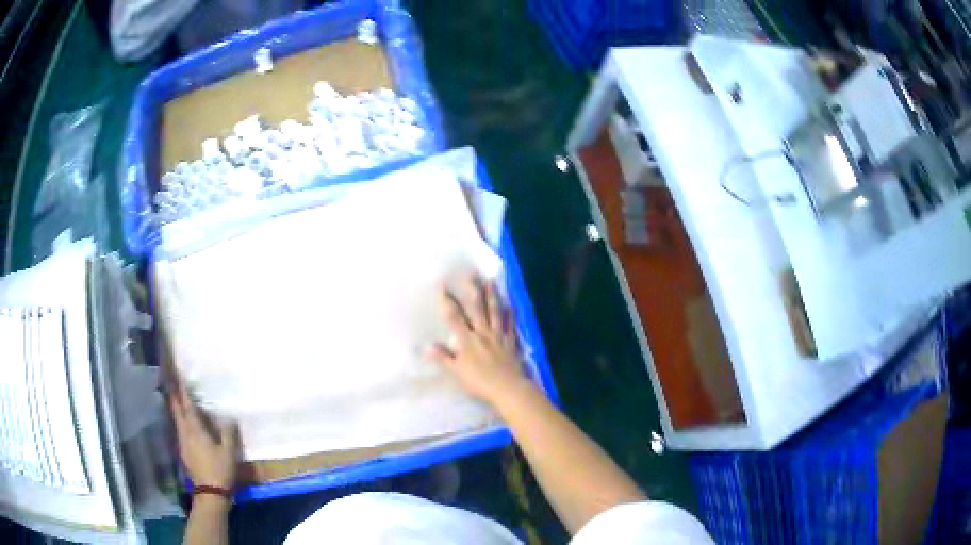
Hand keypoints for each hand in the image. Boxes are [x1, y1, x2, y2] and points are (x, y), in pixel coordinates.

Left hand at [168, 377, 238, 490]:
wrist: (210, 493)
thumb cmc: (220, 469)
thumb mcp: (229, 451)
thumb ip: (228, 432)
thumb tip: (229, 416)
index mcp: (194, 429)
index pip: (186, 404)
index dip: (182, 389)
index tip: (178, 374)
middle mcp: (184, 432)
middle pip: (176, 409)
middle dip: (173, 395)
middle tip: (172, 380)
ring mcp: (182, 442)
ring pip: (176, 419)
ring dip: (176, 407)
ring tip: (178, 398)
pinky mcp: (183, 451)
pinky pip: (180, 429)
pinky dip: (181, 421)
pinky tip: (187, 424)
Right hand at [429, 275, 531, 406]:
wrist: (507, 388)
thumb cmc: (479, 382)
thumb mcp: (457, 371)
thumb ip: (443, 357)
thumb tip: (425, 345)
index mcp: (467, 340)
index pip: (454, 316)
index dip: (447, 300)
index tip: (442, 284)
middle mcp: (482, 333)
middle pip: (477, 308)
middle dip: (472, 290)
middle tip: (471, 273)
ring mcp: (498, 336)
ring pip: (495, 312)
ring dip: (492, 295)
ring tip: (490, 280)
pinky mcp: (511, 342)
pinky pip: (510, 325)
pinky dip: (510, 314)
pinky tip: (511, 303)